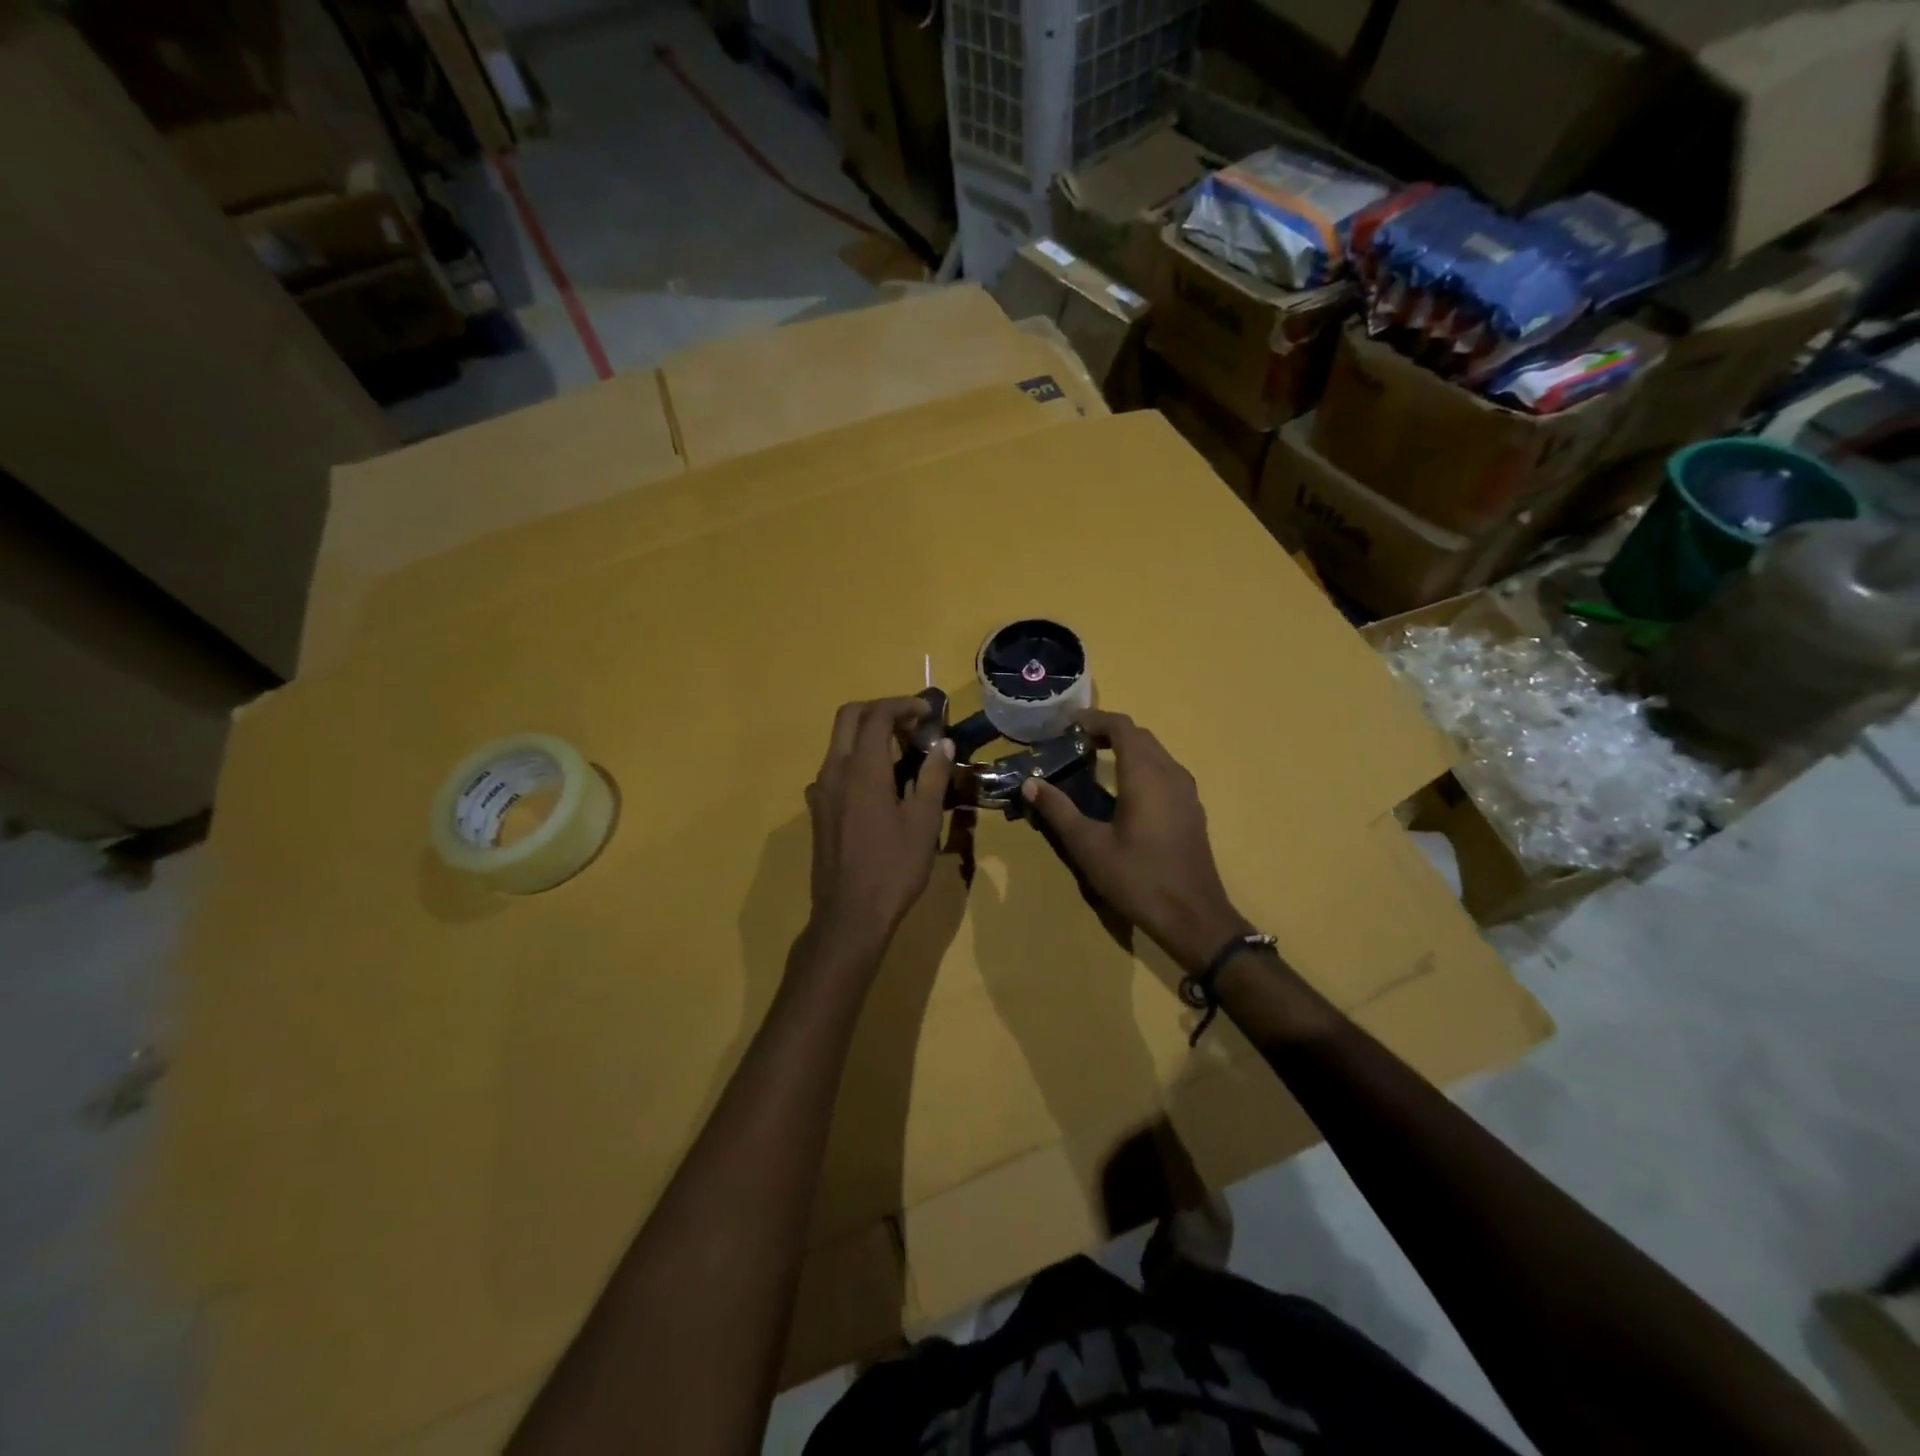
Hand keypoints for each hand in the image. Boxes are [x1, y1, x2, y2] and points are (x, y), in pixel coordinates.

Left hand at [804, 698, 954, 958]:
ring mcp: (820, 791)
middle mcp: (834, 771)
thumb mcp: (924, 822)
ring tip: (903, 751)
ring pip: (839, 742)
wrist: (849, 915)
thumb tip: (942, 744)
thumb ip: (933, 776)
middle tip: (912, 723)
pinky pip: (835, 768)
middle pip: (849, 717)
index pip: (877, 715)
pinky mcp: (818, 810)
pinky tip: (881, 785)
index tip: (928, 713)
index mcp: (862, 769)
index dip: (903, 705)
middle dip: (881, 710)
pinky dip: (858, 759)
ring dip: (868, 734)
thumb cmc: (893, 868)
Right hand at [1021, 709, 1248, 970]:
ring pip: (1156, 753)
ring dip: (1127, 747)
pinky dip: (1142, 765)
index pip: (1122, 727)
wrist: (1193, 917)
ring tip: (1095, 759)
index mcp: (1146, 776)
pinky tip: (1124, 790)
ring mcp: (1186, 792)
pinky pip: (1165, 771)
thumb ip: (1059, 811)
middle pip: (1141, 736)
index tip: (1068, 723)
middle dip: (1108, 731)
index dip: (1094, 719)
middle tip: (1075, 741)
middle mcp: (1171, 774)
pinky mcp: (1191, 810)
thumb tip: (1031, 783)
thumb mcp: (1089, 846)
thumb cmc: (1138, 879)